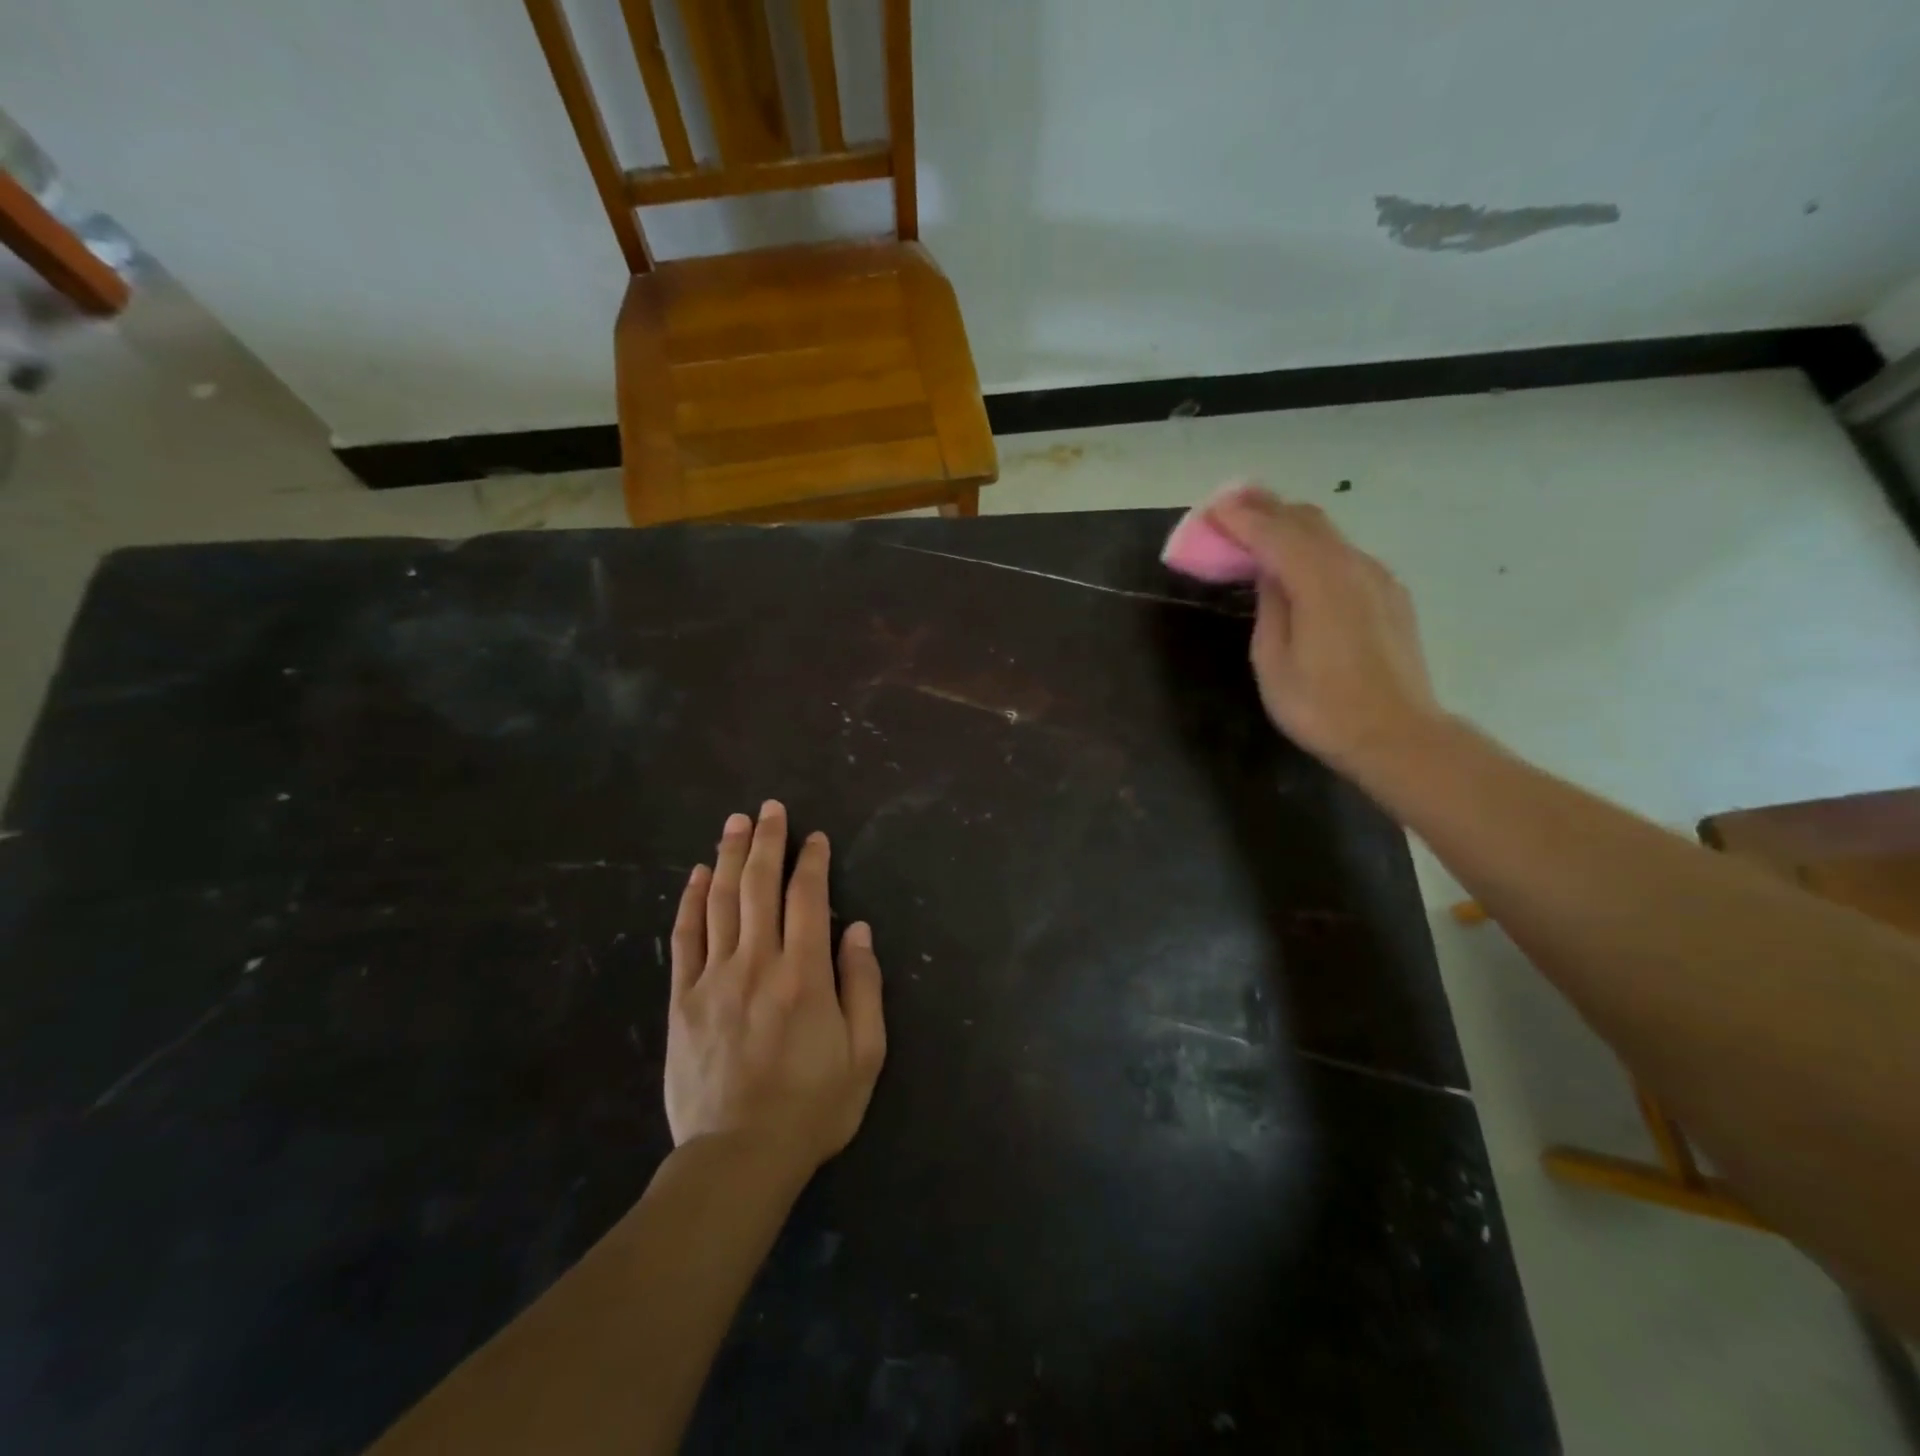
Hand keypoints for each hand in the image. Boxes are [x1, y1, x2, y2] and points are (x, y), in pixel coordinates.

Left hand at [666, 802, 885, 1179]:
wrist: (737, 1158)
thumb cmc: (812, 1107)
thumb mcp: (865, 1054)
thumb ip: (863, 986)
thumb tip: (855, 929)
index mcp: (805, 974)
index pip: (807, 899)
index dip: (811, 862)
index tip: (814, 836)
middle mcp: (757, 963)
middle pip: (760, 887)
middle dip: (767, 842)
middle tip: (770, 809)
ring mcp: (714, 979)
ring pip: (721, 902)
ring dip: (729, 857)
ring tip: (735, 823)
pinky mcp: (683, 1000)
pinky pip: (685, 939)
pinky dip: (691, 902)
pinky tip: (697, 875)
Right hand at [1208, 486, 1445, 779]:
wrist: (1397, 736)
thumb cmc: (1322, 707)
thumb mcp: (1273, 662)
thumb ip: (1270, 608)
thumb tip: (1270, 575)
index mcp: (1320, 582)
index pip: (1275, 533)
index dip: (1241, 518)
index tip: (1213, 508)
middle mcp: (1353, 566)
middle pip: (1307, 520)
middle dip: (1267, 508)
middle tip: (1231, 505)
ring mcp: (1378, 578)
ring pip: (1329, 534)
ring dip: (1291, 525)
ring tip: (1259, 526)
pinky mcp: (1390, 594)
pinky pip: (1345, 554)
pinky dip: (1314, 546)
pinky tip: (1299, 562)